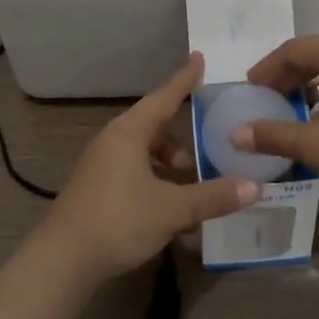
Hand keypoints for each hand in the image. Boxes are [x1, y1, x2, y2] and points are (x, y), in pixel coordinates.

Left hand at [41, 54, 259, 282]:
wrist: (62, 261)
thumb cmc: (119, 221)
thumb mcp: (172, 209)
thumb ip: (213, 197)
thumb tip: (255, 187)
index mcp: (129, 132)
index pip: (164, 97)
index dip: (184, 79)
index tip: (199, 58)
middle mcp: (112, 140)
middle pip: (154, 127)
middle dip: (181, 140)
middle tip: (205, 153)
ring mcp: (100, 164)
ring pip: (142, 152)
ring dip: (167, 166)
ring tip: (189, 190)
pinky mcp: (95, 188)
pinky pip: (131, 171)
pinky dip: (153, 181)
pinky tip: (166, 211)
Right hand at [238, 33, 318, 193]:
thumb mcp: (317, 144)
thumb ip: (274, 135)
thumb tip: (236, 135)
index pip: (290, 50)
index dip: (265, 70)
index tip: (249, 90)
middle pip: (312, 54)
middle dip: (286, 78)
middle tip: (267, 101)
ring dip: (309, 85)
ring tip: (294, 111)